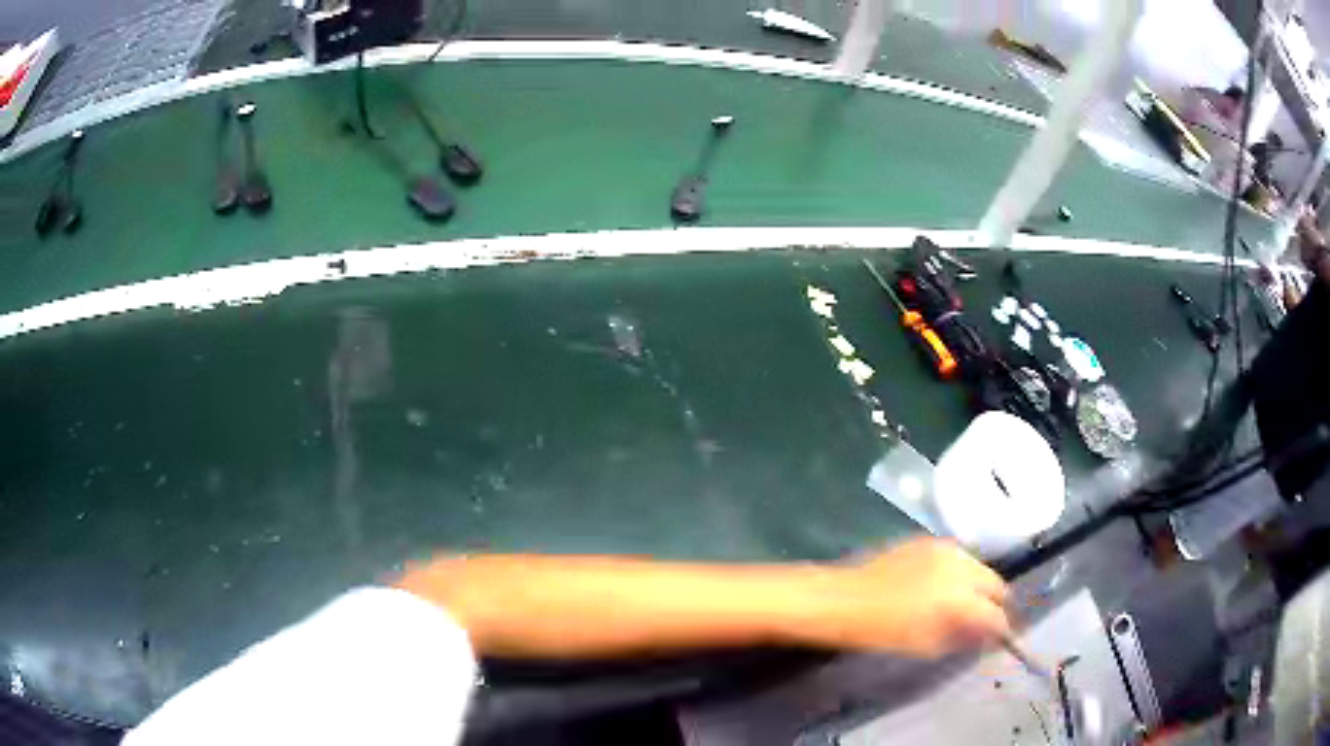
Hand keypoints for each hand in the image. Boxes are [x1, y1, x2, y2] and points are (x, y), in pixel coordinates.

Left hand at [807, 538, 1010, 657]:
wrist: (841, 598)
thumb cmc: (880, 631)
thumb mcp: (925, 645)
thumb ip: (962, 638)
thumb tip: (985, 635)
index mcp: (960, 597)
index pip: (996, 614)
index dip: (1002, 629)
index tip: (1003, 639)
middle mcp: (960, 566)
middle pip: (996, 583)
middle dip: (996, 603)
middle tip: (989, 620)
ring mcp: (944, 548)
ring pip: (980, 566)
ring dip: (981, 584)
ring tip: (969, 603)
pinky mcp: (928, 540)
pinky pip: (959, 556)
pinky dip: (962, 571)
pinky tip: (948, 585)